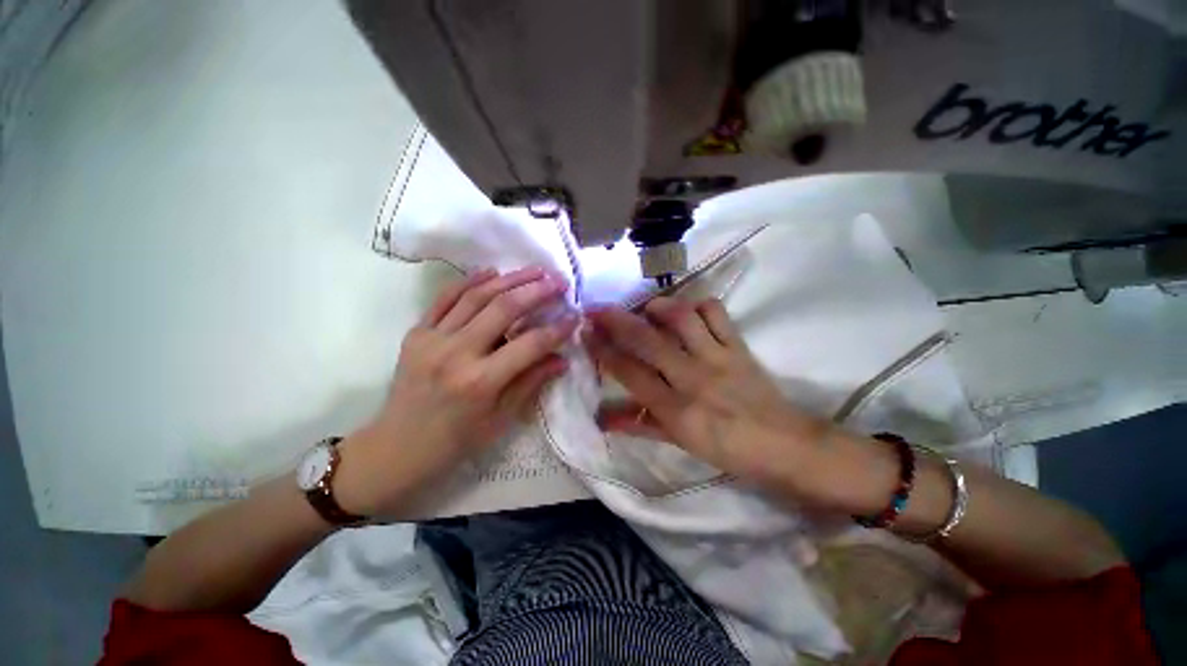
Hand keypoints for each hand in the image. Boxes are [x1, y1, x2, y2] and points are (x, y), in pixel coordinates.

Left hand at [337, 267, 578, 516]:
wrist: (397, 447)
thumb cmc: (456, 441)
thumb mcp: (501, 419)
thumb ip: (532, 383)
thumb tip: (562, 359)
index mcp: (481, 382)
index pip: (530, 344)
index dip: (557, 329)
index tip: (575, 316)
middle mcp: (457, 354)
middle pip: (504, 309)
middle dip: (537, 291)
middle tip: (559, 281)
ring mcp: (432, 339)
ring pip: (476, 296)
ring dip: (509, 279)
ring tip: (534, 270)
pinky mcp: (416, 333)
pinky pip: (445, 298)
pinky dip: (470, 281)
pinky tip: (491, 271)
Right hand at [585, 298, 847, 505]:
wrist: (786, 446)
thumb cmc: (727, 450)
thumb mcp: (680, 442)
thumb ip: (641, 425)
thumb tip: (603, 418)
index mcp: (676, 410)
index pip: (630, 372)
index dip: (603, 350)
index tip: (586, 333)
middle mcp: (693, 378)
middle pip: (647, 340)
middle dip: (616, 320)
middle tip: (597, 309)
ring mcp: (719, 358)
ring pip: (682, 318)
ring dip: (657, 307)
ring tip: (645, 308)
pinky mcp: (740, 346)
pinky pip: (716, 314)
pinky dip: (698, 305)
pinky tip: (687, 312)